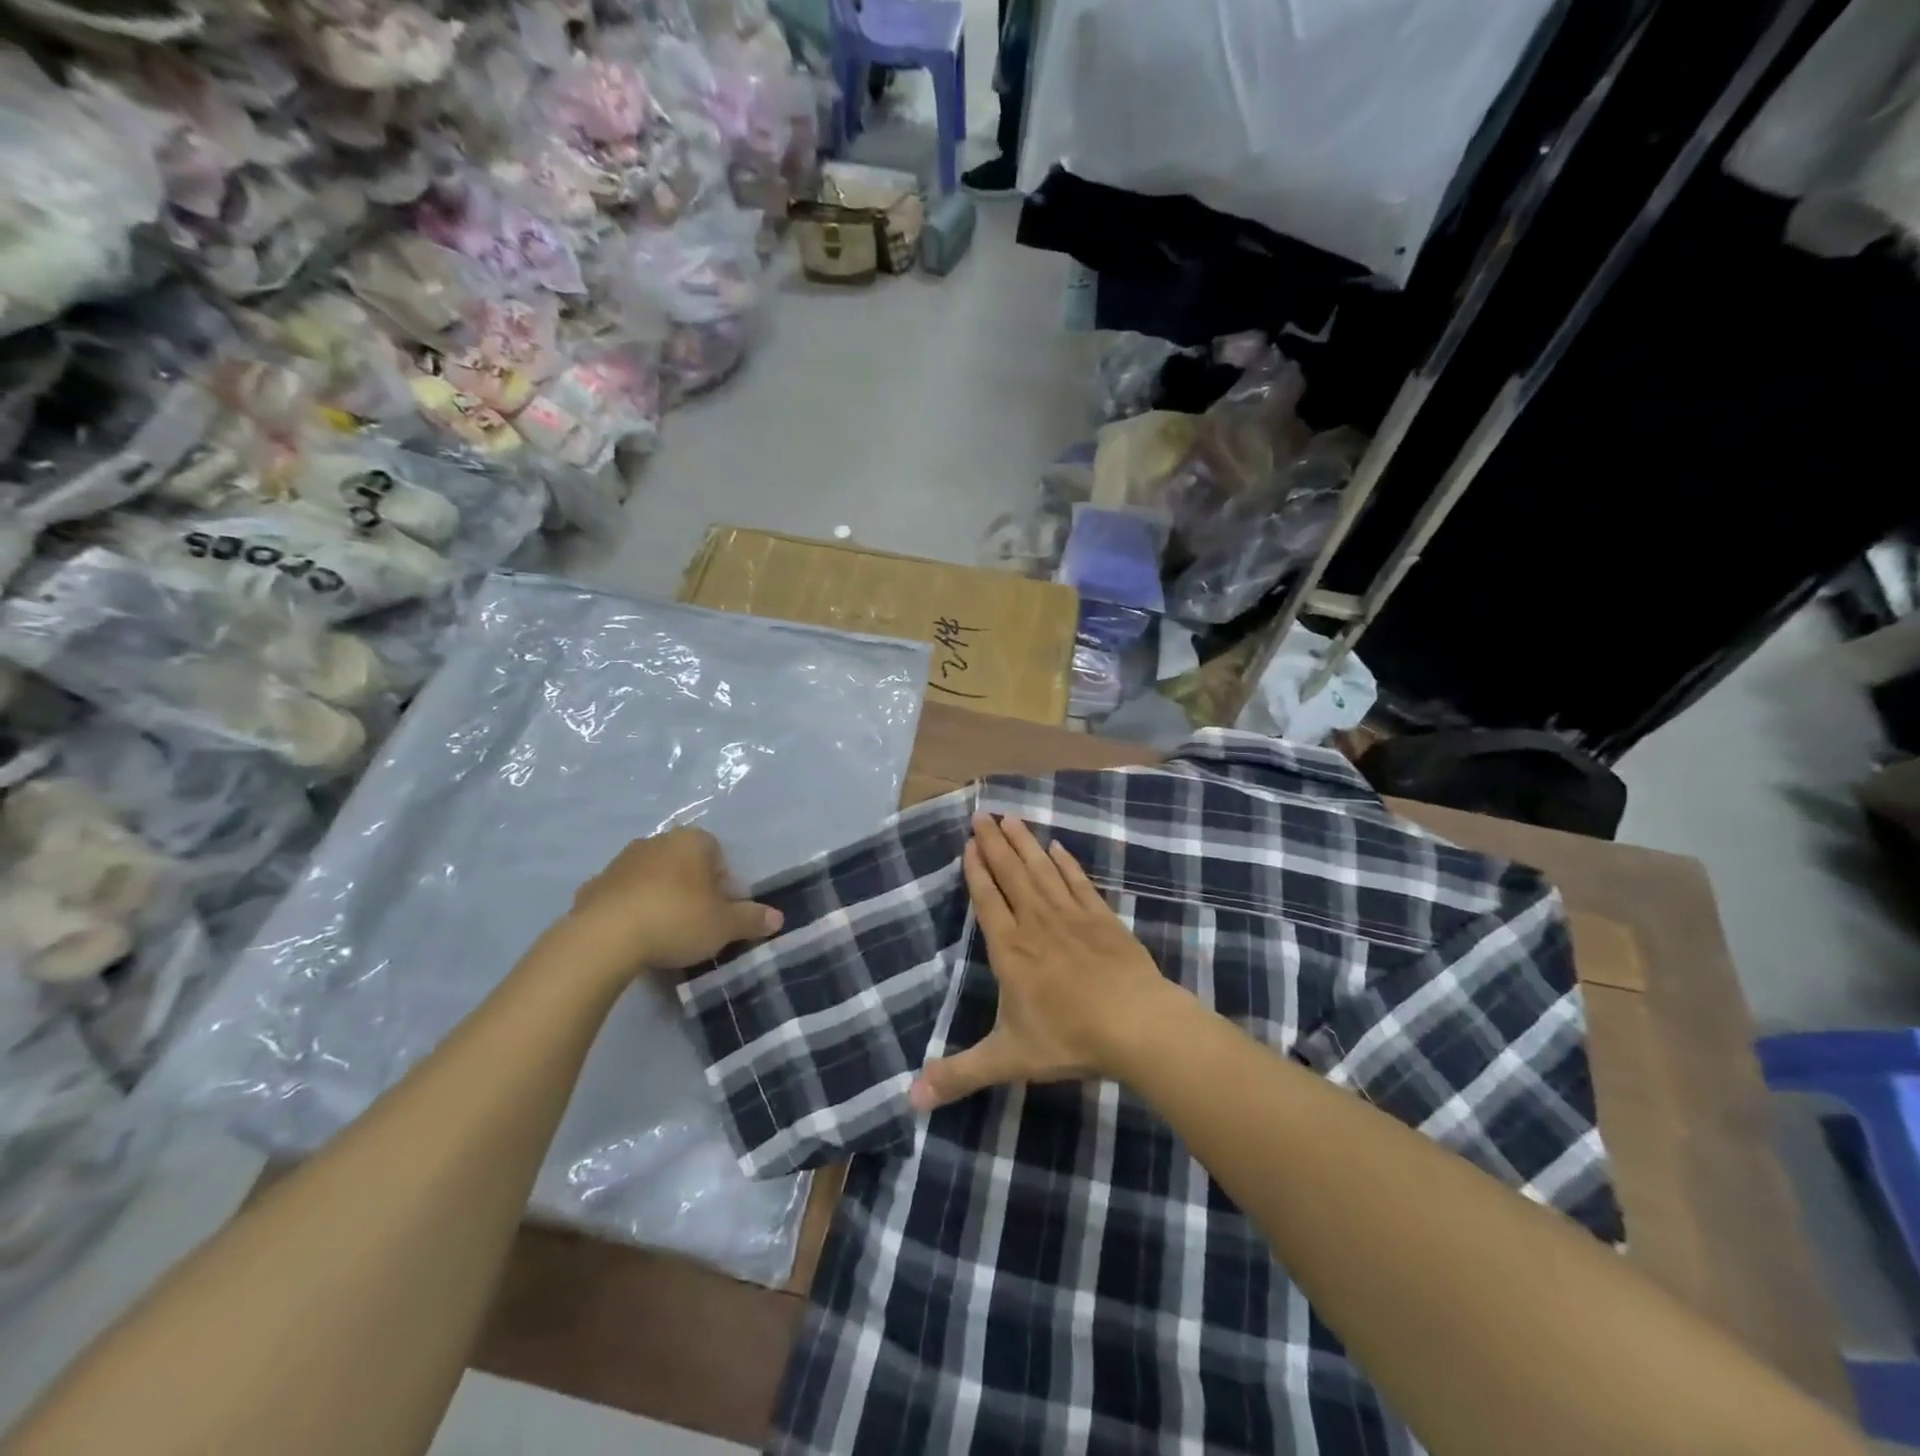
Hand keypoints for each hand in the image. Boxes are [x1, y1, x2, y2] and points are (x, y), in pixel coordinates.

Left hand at [563, 827, 782, 978]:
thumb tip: (778, 918)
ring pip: (652, 877)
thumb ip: (752, 919)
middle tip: (697, 922)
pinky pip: (622, 895)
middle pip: (684, 863)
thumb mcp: (724, 926)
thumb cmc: (676, 920)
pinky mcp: (593, 885)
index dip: (723, 883)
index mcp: (692, 841)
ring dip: (660, 896)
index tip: (721, 911)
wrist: (604, 938)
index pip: (717, 854)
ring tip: (664, 932)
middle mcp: (657, 841)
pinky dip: (630, 909)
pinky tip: (633, 936)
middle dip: (692, 888)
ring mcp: (621, 861)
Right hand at [910, 813, 1179, 1110]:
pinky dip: (1067, 863)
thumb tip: (910, 1100)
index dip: (977, 870)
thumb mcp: (1007, 1059)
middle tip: (982, 812)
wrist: (1136, 1025)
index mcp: (1010, 950)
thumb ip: (959, 1075)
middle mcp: (1036, 923)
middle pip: (1011, 874)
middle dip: (994, 843)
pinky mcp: (1102, 918)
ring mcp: (1072, 916)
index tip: (969, 842)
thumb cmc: (1068, 1038)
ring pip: (1042, 870)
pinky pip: (1079, 883)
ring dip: (1025, 843)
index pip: (987, 900)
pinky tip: (1059, 847)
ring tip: (1012, 817)